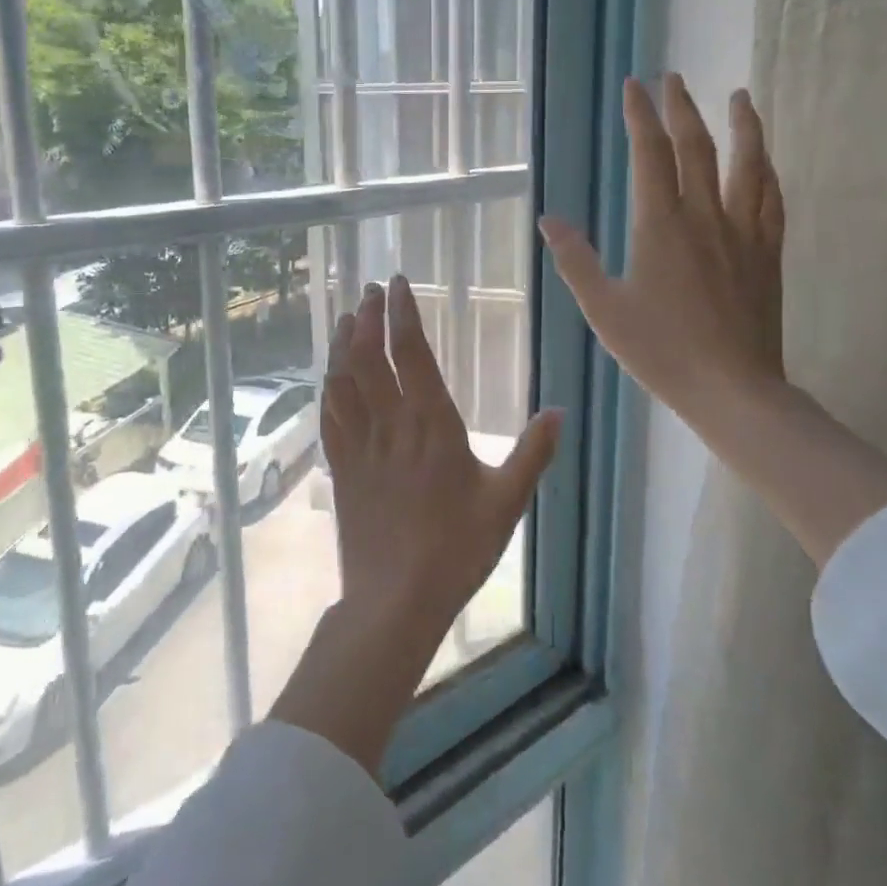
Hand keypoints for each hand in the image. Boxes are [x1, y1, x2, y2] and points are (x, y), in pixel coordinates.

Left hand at [268, 277, 559, 775]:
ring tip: (346, 318)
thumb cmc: (456, 550)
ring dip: (343, 344)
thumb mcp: (506, 503)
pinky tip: (330, 376)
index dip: (404, 314)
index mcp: (431, 425)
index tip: (400, 284)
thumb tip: (557, 411)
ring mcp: (359, 446)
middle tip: (371, 291)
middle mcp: (390, 425)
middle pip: (370, 357)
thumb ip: (532, 454)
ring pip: (343, 380)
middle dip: (368, 317)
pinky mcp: (341, 469)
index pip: (412, 354)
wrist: (395, 601)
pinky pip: (330, 416)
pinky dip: (329, 387)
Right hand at [540, 74, 784, 432]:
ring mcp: (743, 233)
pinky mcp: (767, 255)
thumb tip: (549, 219)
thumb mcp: (603, 309)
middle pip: (697, 147)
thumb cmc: (660, 351)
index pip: (650, 154)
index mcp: (660, 226)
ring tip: (739, 97)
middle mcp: (705, 217)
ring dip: (742, 126)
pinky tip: (765, 162)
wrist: (732, 390)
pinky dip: (768, 172)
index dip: (640, 116)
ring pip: (747, 165)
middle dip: (682, 107)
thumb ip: (575, 260)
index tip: (634, 86)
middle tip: (673, 78)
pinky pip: (772, 201)